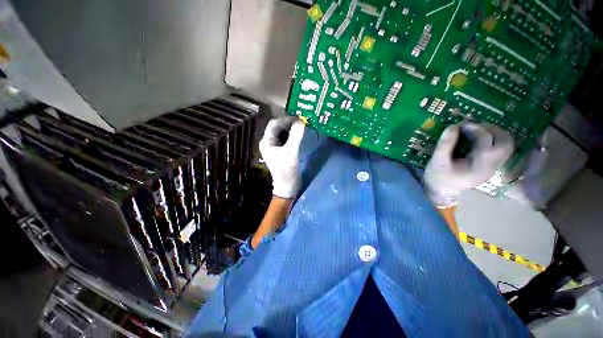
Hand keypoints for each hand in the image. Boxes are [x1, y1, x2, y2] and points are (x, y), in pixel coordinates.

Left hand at [259, 117, 305, 198]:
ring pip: (283, 133)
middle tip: (302, 122)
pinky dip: (293, 135)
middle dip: (289, 123)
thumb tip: (301, 121)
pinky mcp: (282, 151)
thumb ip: (295, 136)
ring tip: (302, 127)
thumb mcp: (291, 152)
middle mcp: (269, 142)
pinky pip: (286, 139)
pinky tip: (299, 135)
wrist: (287, 185)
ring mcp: (275, 147)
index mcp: (267, 142)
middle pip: (278, 127)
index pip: (274, 124)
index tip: (299, 119)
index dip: (286, 119)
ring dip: (291, 129)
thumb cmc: (286, 170)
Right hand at [424, 122, 513, 207]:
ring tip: (478, 130)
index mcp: (479, 166)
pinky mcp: (490, 165)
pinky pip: (500, 149)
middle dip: (492, 129)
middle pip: (505, 143)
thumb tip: (453, 126)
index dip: (475, 129)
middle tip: (475, 126)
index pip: (485, 141)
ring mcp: (493, 167)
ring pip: (507, 145)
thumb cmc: (438, 177)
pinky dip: (493, 139)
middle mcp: (492, 166)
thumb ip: (445, 144)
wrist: (442, 191)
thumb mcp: (437, 161)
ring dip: (495, 134)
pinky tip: (479, 138)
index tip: (461, 124)